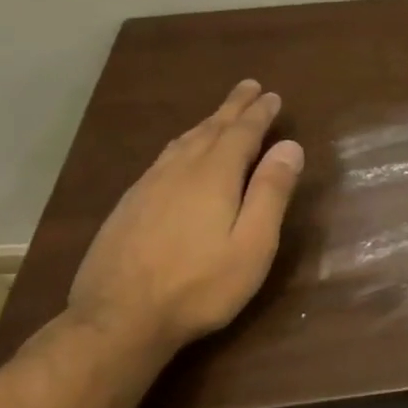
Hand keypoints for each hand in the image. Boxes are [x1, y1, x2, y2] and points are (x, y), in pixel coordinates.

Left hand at [67, 80, 304, 357]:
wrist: (117, 320)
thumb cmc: (200, 285)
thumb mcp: (253, 244)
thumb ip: (271, 192)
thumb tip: (290, 146)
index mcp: (214, 176)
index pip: (242, 133)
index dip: (259, 114)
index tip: (273, 96)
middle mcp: (179, 171)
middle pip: (210, 129)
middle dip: (232, 107)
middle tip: (248, 86)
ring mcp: (147, 187)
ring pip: (182, 143)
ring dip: (206, 123)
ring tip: (220, 115)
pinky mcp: (128, 206)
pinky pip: (162, 159)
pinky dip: (182, 144)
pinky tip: (180, 153)